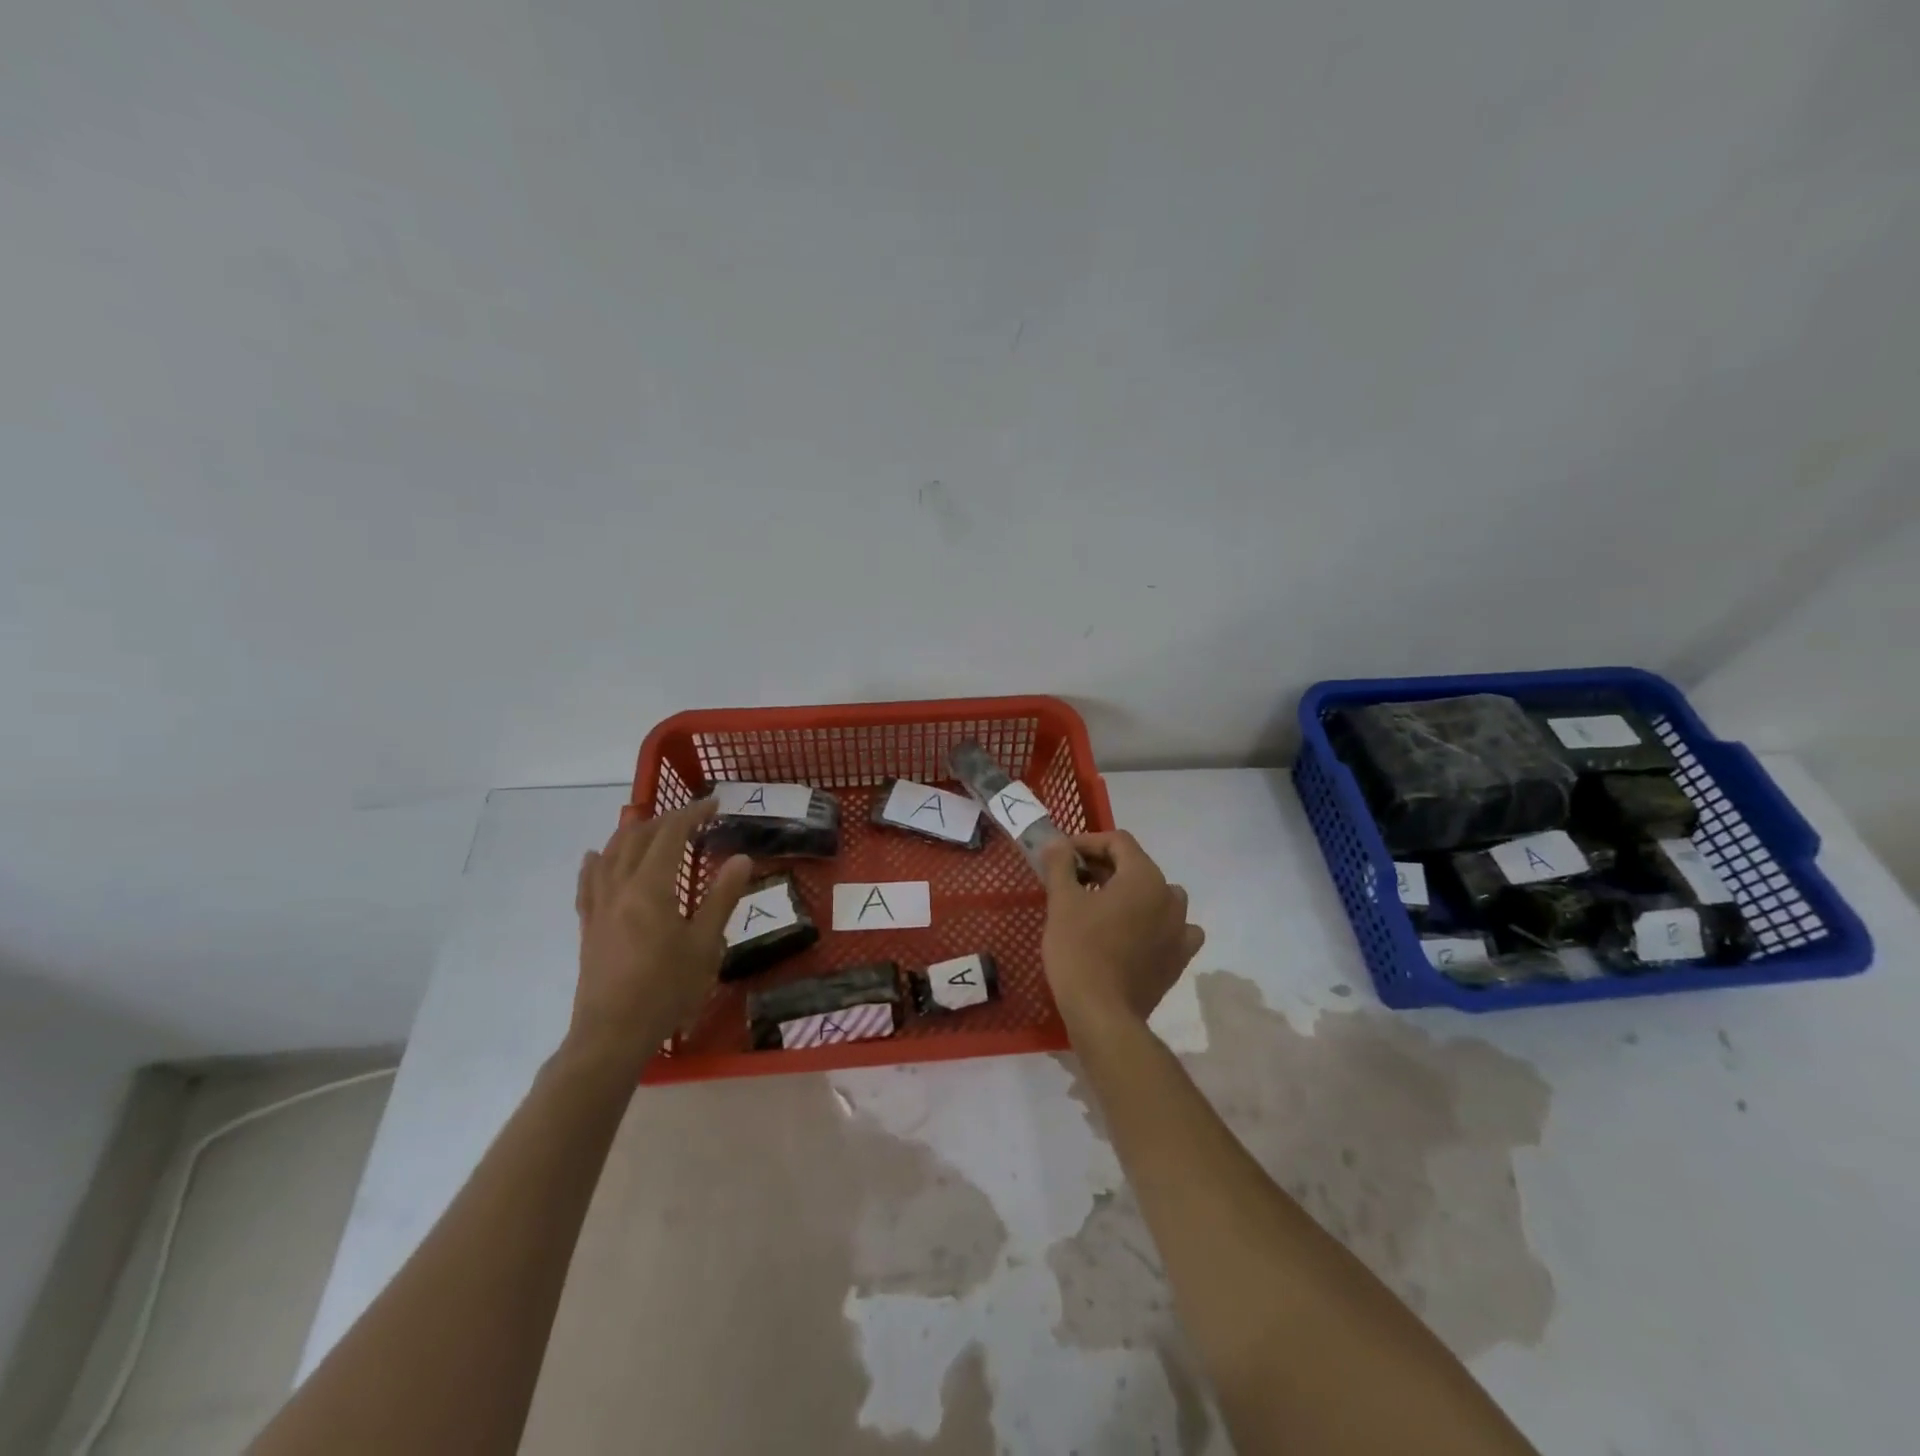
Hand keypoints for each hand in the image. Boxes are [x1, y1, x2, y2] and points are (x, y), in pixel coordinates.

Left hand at [568, 801, 754, 1075]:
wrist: (612, 1033)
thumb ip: (721, 898)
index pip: (670, 835)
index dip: (692, 814)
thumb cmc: (666, 989)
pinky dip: (596, 862)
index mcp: (650, 887)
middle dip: (665, 819)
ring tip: (652, 826)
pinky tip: (596, 856)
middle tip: (693, 816)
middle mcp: (620, 887)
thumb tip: (741, 858)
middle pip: (637, 838)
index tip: (715, 804)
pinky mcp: (589, 925)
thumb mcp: (704, 945)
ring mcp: (599, 906)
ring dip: (632, 833)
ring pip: (610, 854)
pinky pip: (588, 882)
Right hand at [1041, 831, 1204, 1031]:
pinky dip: (1155, 924)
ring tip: (1101, 905)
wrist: (1103, 1014)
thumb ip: (1060, 865)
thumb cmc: (1079, 950)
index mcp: (1144, 877)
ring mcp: (1180, 929)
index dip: (1087, 842)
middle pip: (1136, 866)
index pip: (1118, 842)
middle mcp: (1170, 896)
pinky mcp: (1179, 958)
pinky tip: (1136, 933)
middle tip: (1072, 880)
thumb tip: (1056, 843)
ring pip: (1157, 895)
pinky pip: (1172, 928)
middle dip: (1104, 867)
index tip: (1062, 857)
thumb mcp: (1062, 902)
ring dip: (1130, 893)